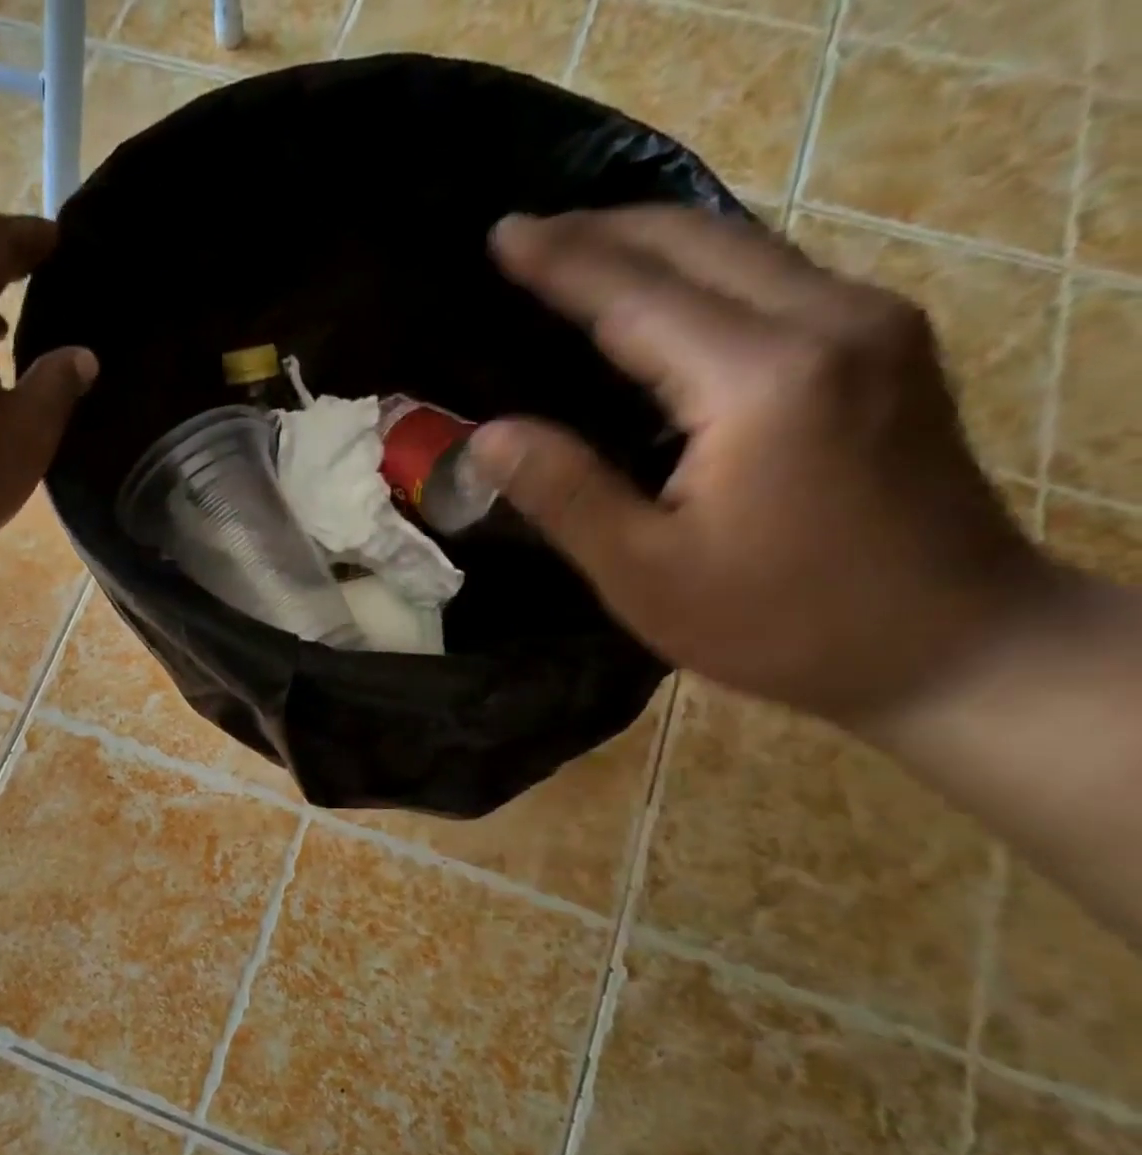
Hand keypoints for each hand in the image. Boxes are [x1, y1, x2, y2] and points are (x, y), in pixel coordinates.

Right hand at [466, 207, 1064, 731]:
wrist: (950, 641)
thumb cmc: (780, 621)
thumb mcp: (645, 574)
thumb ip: (565, 494)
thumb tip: (487, 434)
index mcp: (759, 381)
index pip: (635, 296)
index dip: (560, 263)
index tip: (500, 235)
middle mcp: (827, 321)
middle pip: (698, 242)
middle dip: (603, 229)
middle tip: (526, 236)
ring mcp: (871, 325)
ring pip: (743, 248)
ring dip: (652, 242)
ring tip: (579, 252)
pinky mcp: (886, 346)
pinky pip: (774, 279)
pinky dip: (700, 272)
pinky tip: (661, 296)